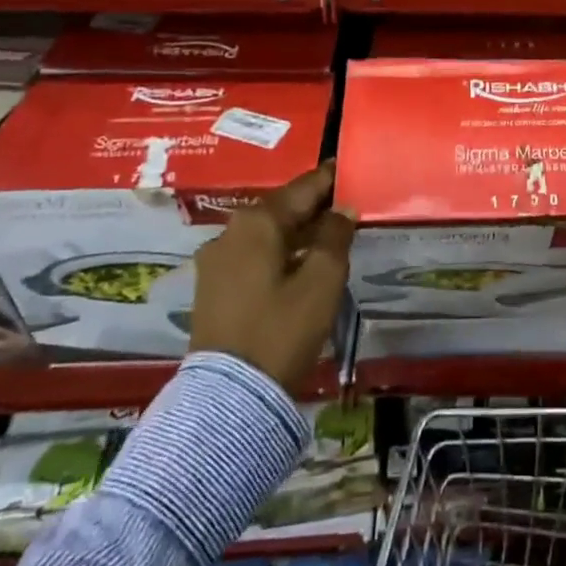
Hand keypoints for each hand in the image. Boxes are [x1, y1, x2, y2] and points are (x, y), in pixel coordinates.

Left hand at [188, 161, 355, 394]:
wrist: (229, 396)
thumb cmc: (282, 330)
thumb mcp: (322, 281)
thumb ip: (336, 236)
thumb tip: (343, 208)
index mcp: (257, 222)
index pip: (304, 187)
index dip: (331, 178)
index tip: (352, 169)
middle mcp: (230, 232)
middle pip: (283, 208)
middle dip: (316, 206)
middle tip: (349, 205)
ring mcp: (216, 260)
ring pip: (268, 233)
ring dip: (299, 231)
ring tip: (331, 236)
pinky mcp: (213, 287)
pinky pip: (254, 254)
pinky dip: (280, 251)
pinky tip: (301, 263)